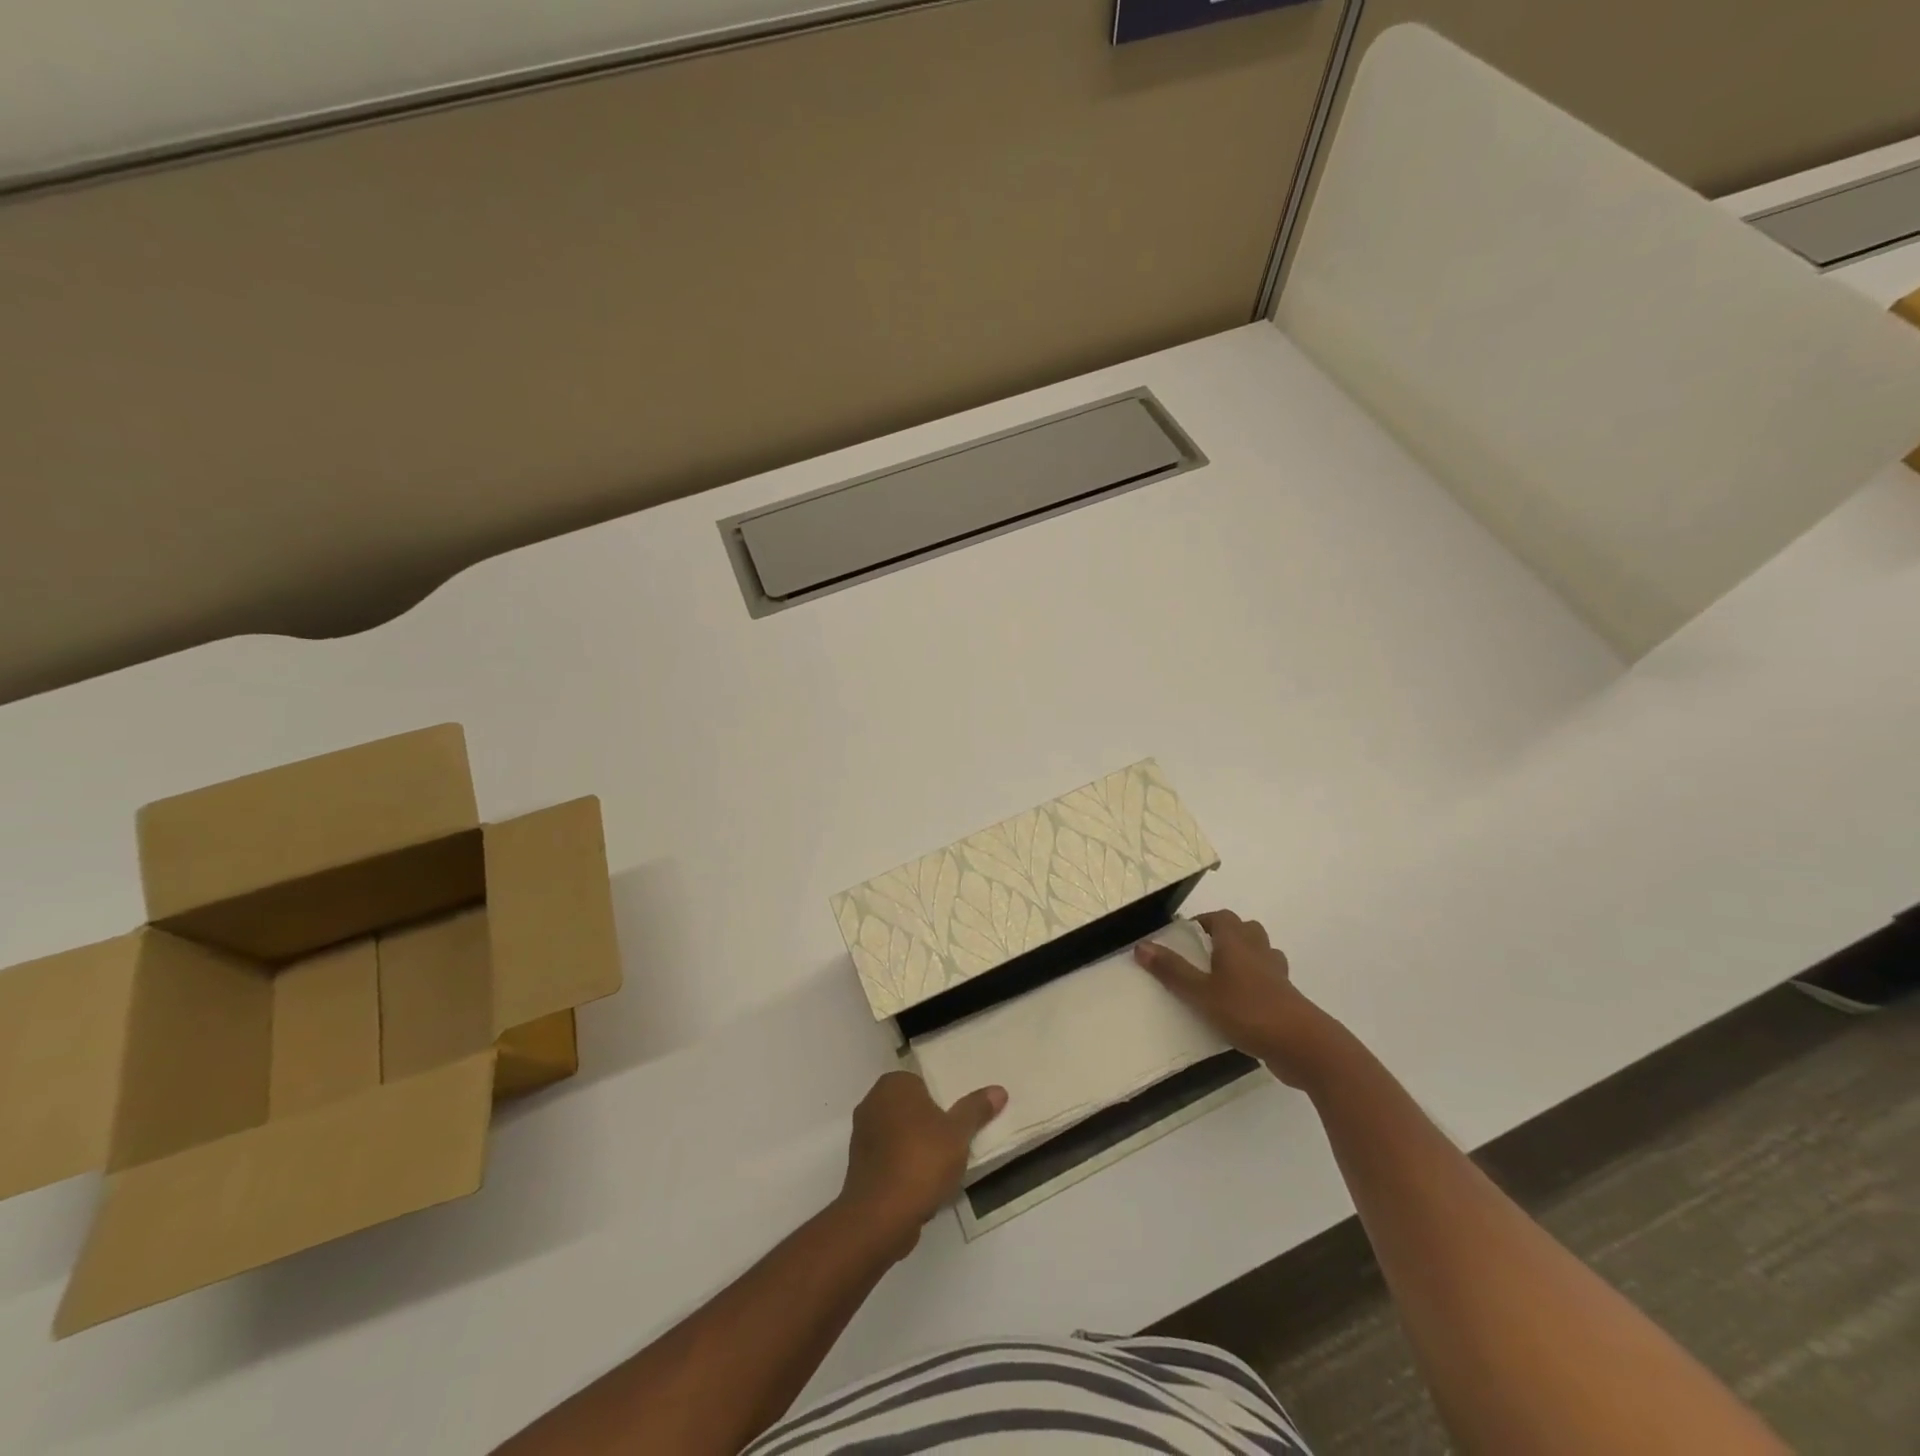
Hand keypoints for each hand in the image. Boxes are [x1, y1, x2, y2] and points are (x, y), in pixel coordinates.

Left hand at [837, 1070, 1005, 1255]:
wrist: (880, 1216)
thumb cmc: (921, 1161)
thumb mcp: (958, 1134)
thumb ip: (976, 1110)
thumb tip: (999, 1090)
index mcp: (894, 1084)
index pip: (922, 1083)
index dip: (941, 1102)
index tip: (955, 1123)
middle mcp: (872, 1101)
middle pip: (910, 1108)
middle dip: (928, 1124)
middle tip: (952, 1144)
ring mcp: (861, 1134)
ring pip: (898, 1134)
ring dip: (915, 1148)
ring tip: (939, 1169)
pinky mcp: (858, 1165)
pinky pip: (887, 1157)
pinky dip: (902, 1167)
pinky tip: (920, 1186)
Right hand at [1134, 910, 1331, 1086]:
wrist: (1303, 1045)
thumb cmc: (1248, 1011)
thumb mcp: (1201, 993)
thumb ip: (1172, 971)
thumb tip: (1141, 945)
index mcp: (1236, 943)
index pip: (1222, 917)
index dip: (1204, 921)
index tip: (1186, 934)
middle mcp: (1259, 952)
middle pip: (1246, 930)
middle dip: (1226, 935)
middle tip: (1203, 952)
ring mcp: (1277, 976)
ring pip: (1261, 953)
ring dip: (1244, 957)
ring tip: (1222, 975)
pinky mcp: (1287, 999)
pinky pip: (1269, 980)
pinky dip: (1256, 983)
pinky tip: (1241, 1003)